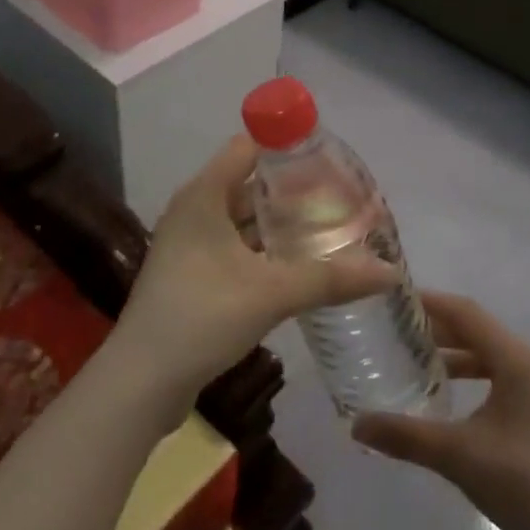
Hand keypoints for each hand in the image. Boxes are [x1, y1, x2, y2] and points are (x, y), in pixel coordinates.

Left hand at [112, 135, 397, 411]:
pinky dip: (266, 251)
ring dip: (281, 225)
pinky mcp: (193, 276)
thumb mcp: (271, 293)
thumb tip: (389, 272)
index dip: (286, 146)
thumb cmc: (201, 317)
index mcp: (204, 195)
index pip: (248, 148)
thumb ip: (331, 278)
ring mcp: (191, 245)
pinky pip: (237, 250)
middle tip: (340, 199)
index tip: (328, 157)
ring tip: (329, 230)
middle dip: (294, 191)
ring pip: (245, 222)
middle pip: (250, 186)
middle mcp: (195, 211)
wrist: (141, 383)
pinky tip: (299, 266)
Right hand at [354, 293, 529, 529]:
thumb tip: (356, 425)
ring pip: (489, 355)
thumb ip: (407, 436)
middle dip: (438, 329)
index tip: (394, 299)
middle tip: (395, 331)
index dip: (431, 303)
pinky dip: (471, 377)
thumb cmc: (526, 486)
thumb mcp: (460, 457)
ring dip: (454, 354)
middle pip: (479, 331)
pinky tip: (447, 396)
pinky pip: (499, 377)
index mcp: (519, 361)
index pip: (468, 314)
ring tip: (414, 360)